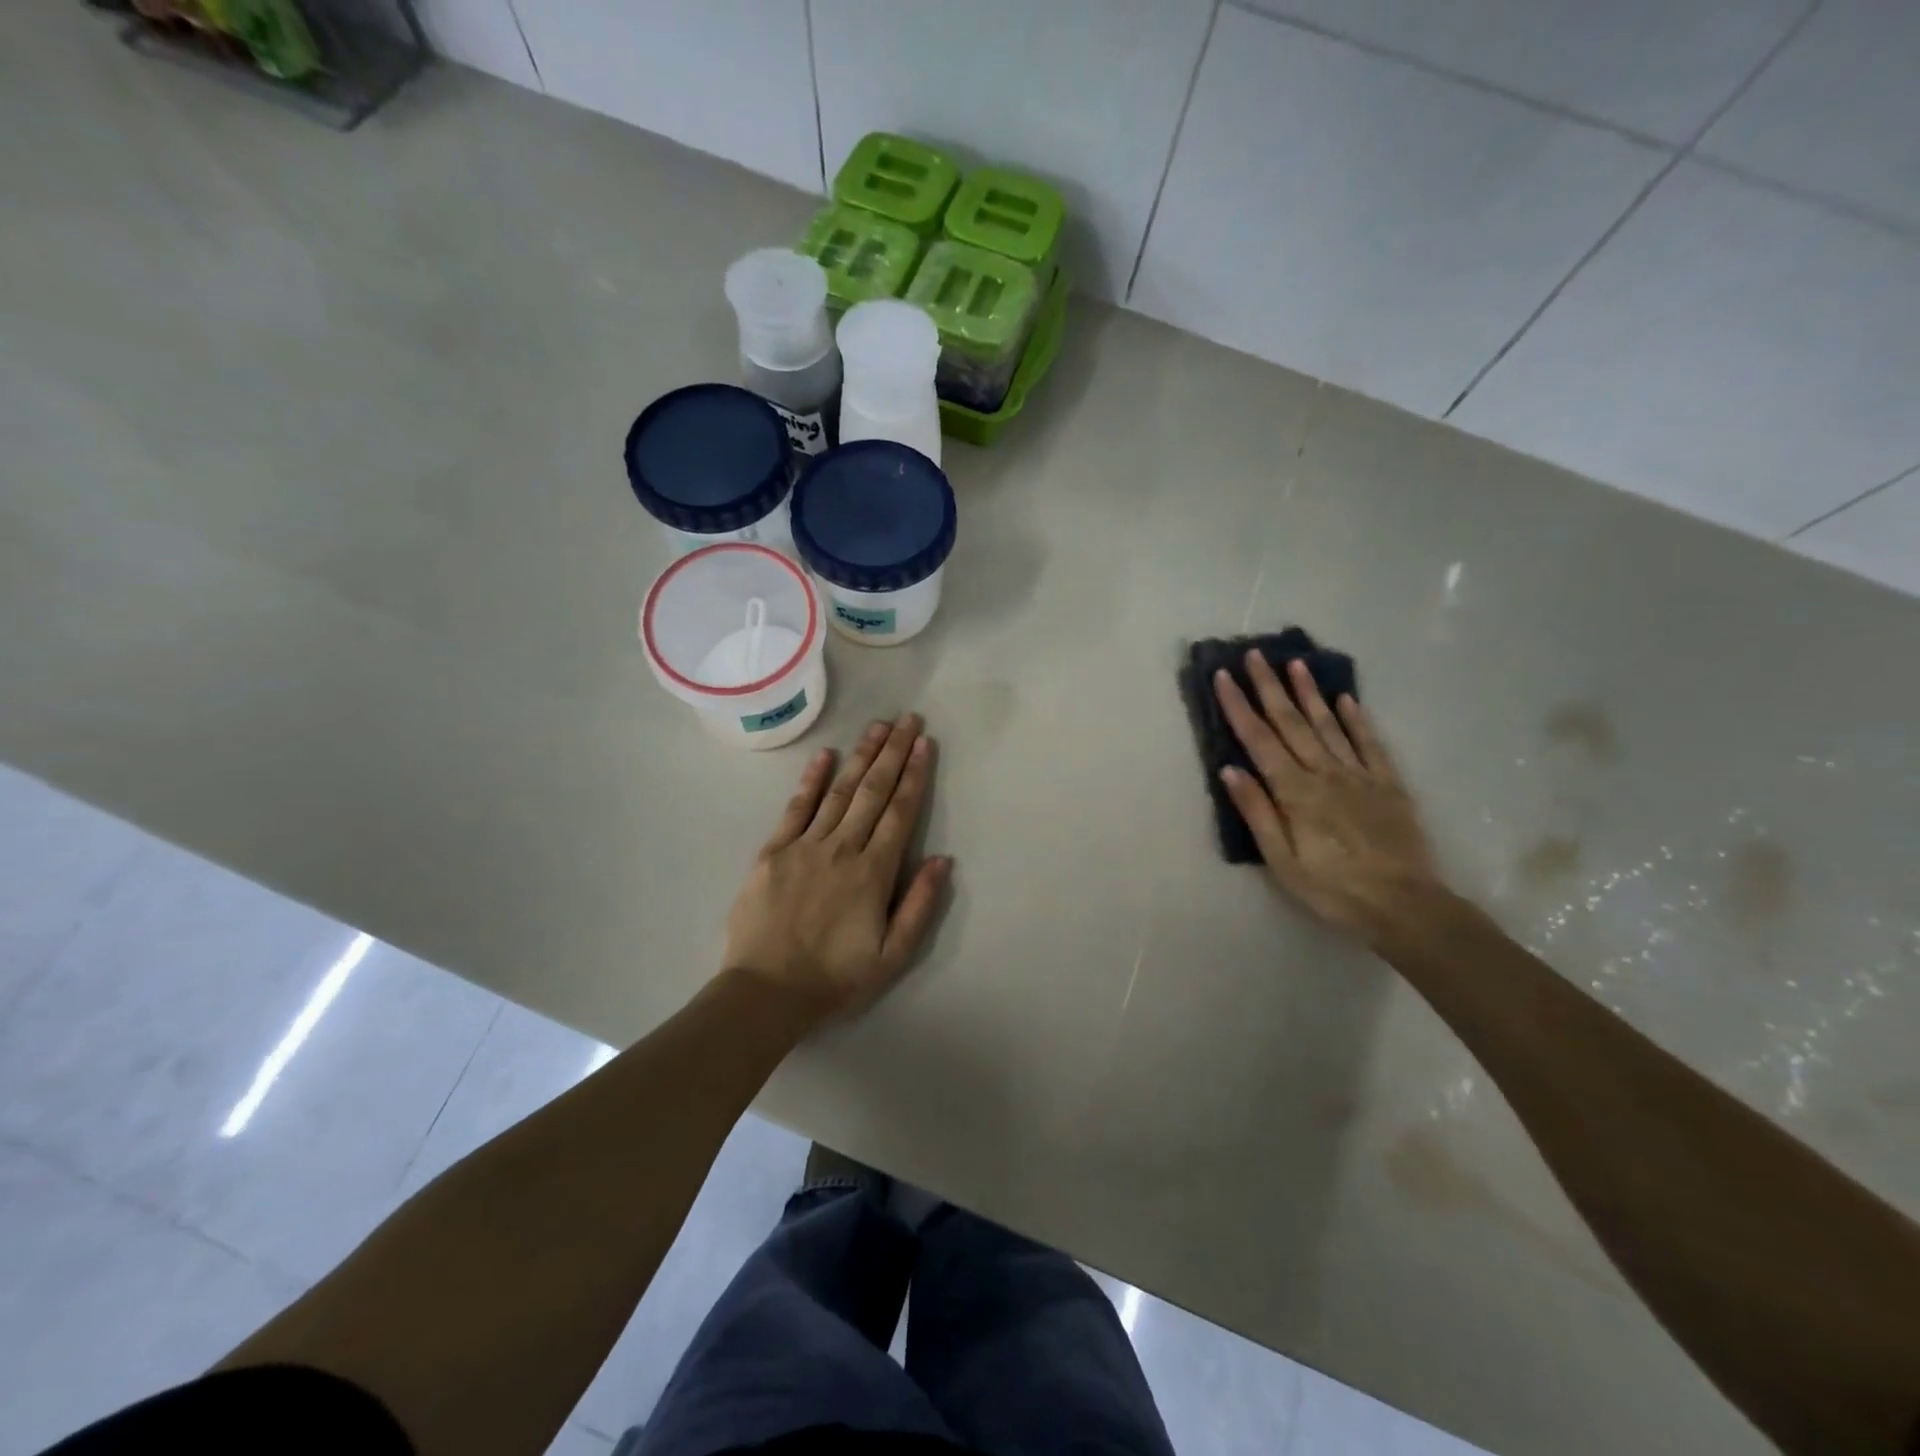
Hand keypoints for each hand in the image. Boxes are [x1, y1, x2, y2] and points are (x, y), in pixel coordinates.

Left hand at [723, 713, 952, 1023]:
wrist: (766, 993)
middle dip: (893, 753)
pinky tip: (825, 755)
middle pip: (873, 792)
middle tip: (908, 719)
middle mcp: (842, 849)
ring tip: (878, 726)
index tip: (924, 744)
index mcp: (873, 873)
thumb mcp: (892, 956)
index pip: (900, 813)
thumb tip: (942, 860)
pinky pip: (796, 808)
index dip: (914, 776)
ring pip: (839, 791)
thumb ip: (919, 905)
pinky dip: (811, 780)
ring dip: (861, 756)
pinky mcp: (773, 852)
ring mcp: (805, 846)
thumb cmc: (834, 979)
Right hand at [1214, 653, 1441, 944]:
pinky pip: (1370, 743)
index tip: (1224, 677)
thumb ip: (1257, 812)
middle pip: (1292, 723)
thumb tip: (1230, 770)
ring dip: (1310, 693)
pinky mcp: (1388, 784)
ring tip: (1296, 663)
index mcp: (1295, 792)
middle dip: (1270, 687)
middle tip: (1256, 654)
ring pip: (1329, 724)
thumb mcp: (1282, 861)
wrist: (1405, 905)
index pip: (1259, 740)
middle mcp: (1325, 773)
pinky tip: (1347, 699)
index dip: (1239, 707)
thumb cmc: (1333, 889)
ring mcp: (1359, 775)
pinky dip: (1357, 719)